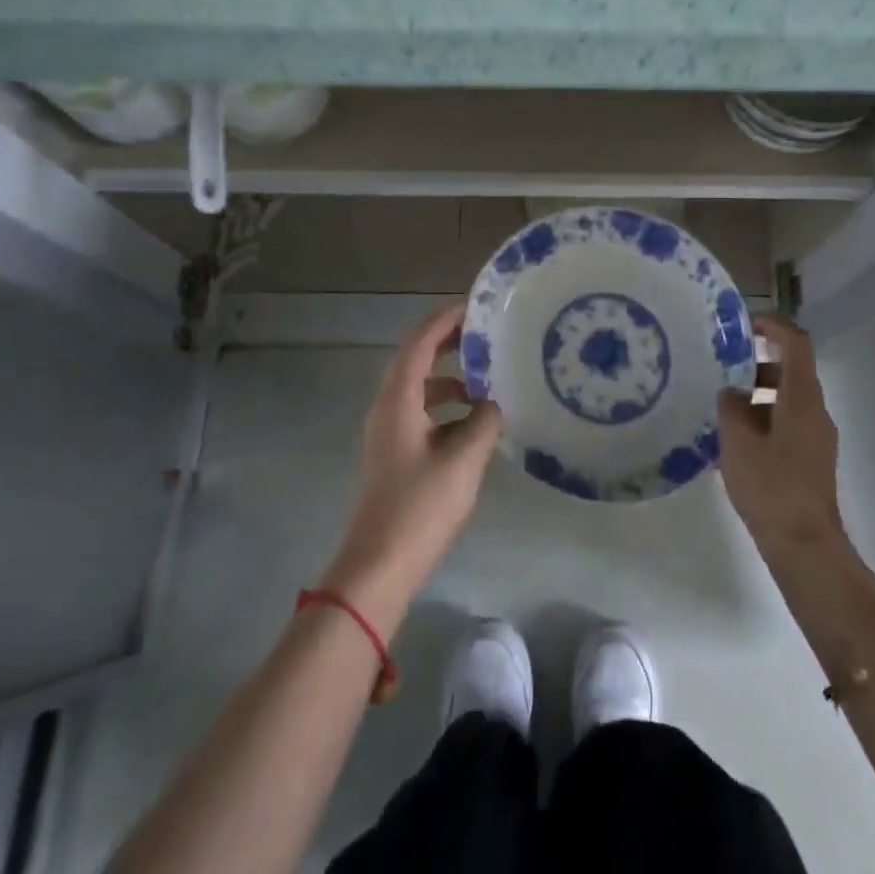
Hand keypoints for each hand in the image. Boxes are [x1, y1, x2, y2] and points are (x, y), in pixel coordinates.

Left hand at [322, 303, 500, 635]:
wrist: (379, 566)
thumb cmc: (420, 507)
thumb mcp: (463, 460)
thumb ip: (484, 423)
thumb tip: (495, 404)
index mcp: (397, 401)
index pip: (418, 343)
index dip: (444, 321)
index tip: (475, 307)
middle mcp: (387, 408)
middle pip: (415, 360)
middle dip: (448, 343)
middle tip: (485, 335)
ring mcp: (388, 432)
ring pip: (419, 388)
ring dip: (450, 378)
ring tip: (488, 379)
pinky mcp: (395, 454)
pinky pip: (421, 413)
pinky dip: (446, 406)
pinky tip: (475, 421)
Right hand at [717, 314, 846, 559]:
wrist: (804, 546)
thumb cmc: (771, 486)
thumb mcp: (737, 441)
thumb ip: (731, 407)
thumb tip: (732, 394)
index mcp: (802, 398)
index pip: (796, 344)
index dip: (773, 326)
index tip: (745, 324)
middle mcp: (815, 411)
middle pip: (790, 372)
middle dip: (756, 367)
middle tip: (722, 371)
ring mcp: (817, 438)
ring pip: (787, 401)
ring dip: (757, 397)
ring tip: (722, 411)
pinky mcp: (811, 460)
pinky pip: (787, 424)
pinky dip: (763, 420)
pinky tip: (734, 442)